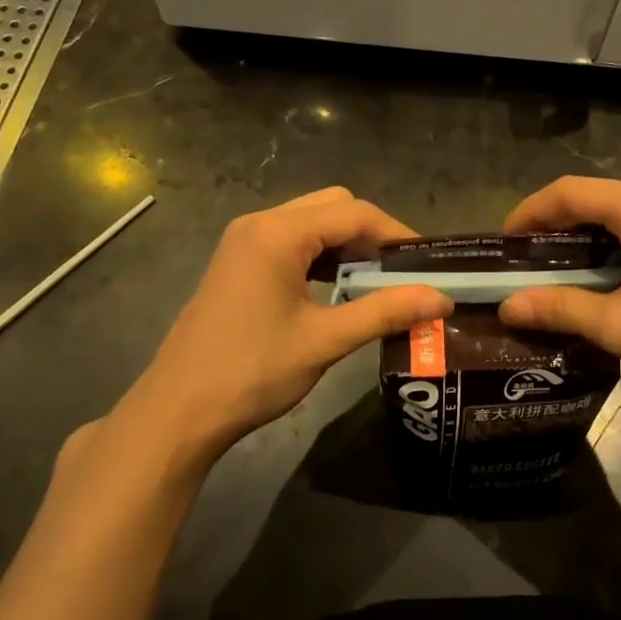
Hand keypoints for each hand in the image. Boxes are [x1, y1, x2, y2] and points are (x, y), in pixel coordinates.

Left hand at [111, 188, 450, 467]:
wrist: (178, 412)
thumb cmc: (251, 372)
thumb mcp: (324, 341)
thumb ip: (384, 311)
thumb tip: (442, 299)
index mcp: (277, 233)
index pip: (353, 213)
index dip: (395, 233)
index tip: (427, 263)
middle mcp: (260, 224)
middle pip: (333, 207)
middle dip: (371, 235)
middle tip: (401, 273)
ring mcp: (244, 241)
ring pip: (312, 223)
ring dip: (346, 245)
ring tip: (376, 282)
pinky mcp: (238, 262)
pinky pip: (292, 242)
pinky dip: (321, 257)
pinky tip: (337, 288)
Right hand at [499, 178, 620, 434]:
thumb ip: (561, 309)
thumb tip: (507, 307)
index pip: (571, 193)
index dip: (530, 213)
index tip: (503, 245)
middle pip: (598, 197)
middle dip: (557, 227)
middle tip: (526, 265)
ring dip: (589, 235)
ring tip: (559, 272)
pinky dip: (619, 239)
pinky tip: (608, 272)